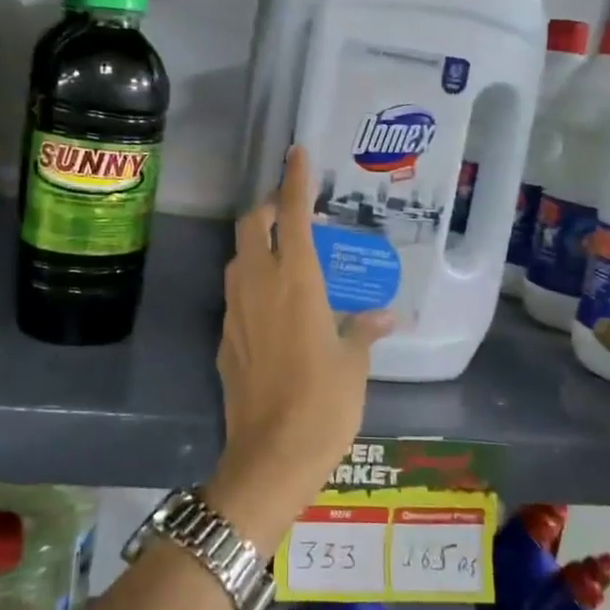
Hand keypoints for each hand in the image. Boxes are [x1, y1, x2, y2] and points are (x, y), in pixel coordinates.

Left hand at [209, 147, 391, 551]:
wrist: (269, 457)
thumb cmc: (323, 405)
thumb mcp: (354, 365)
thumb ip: (364, 330)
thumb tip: (385, 315)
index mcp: (296, 281)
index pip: (290, 214)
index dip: (294, 180)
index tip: (296, 152)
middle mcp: (258, 285)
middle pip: (250, 225)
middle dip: (267, 208)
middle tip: (292, 216)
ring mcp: (235, 311)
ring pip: (237, 257)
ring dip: (256, 245)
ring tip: (285, 259)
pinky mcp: (224, 338)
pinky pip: (235, 294)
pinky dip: (251, 284)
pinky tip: (273, 309)